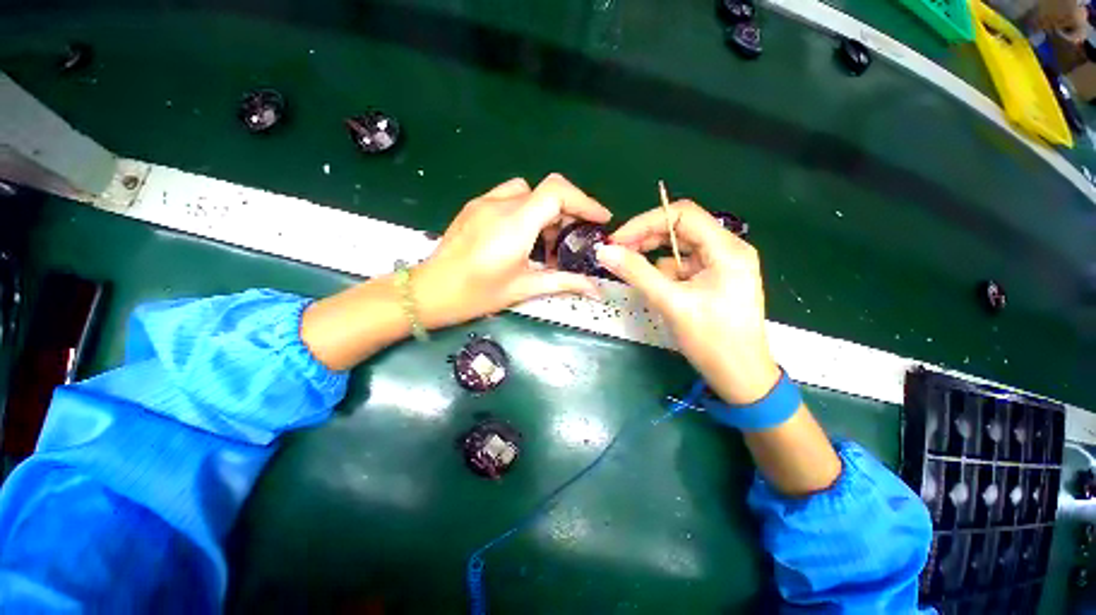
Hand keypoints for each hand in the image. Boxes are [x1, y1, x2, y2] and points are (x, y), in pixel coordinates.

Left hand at [416, 174, 611, 327]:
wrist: (430, 292)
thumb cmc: (478, 294)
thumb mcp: (524, 288)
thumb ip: (565, 282)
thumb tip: (598, 290)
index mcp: (515, 225)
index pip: (557, 192)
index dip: (585, 201)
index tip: (600, 219)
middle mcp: (500, 205)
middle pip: (546, 192)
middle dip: (567, 213)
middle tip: (571, 242)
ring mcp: (484, 202)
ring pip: (528, 192)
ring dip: (545, 211)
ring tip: (545, 242)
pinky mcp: (474, 206)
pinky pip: (509, 196)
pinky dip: (526, 210)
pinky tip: (522, 236)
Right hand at [594, 200, 779, 404]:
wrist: (740, 377)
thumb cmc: (712, 340)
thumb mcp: (671, 303)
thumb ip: (637, 273)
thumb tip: (604, 251)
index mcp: (727, 249)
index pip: (682, 214)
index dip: (645, 222)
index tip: (617, 240)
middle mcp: (727, 249)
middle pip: (680, 229)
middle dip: (647, 239)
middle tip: (618, 254)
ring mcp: (722, 265)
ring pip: (679, 249)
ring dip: (655, 260)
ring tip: (636, 277)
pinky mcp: (714, 279)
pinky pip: (683, 266)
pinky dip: (665, 274)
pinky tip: (659, 291)